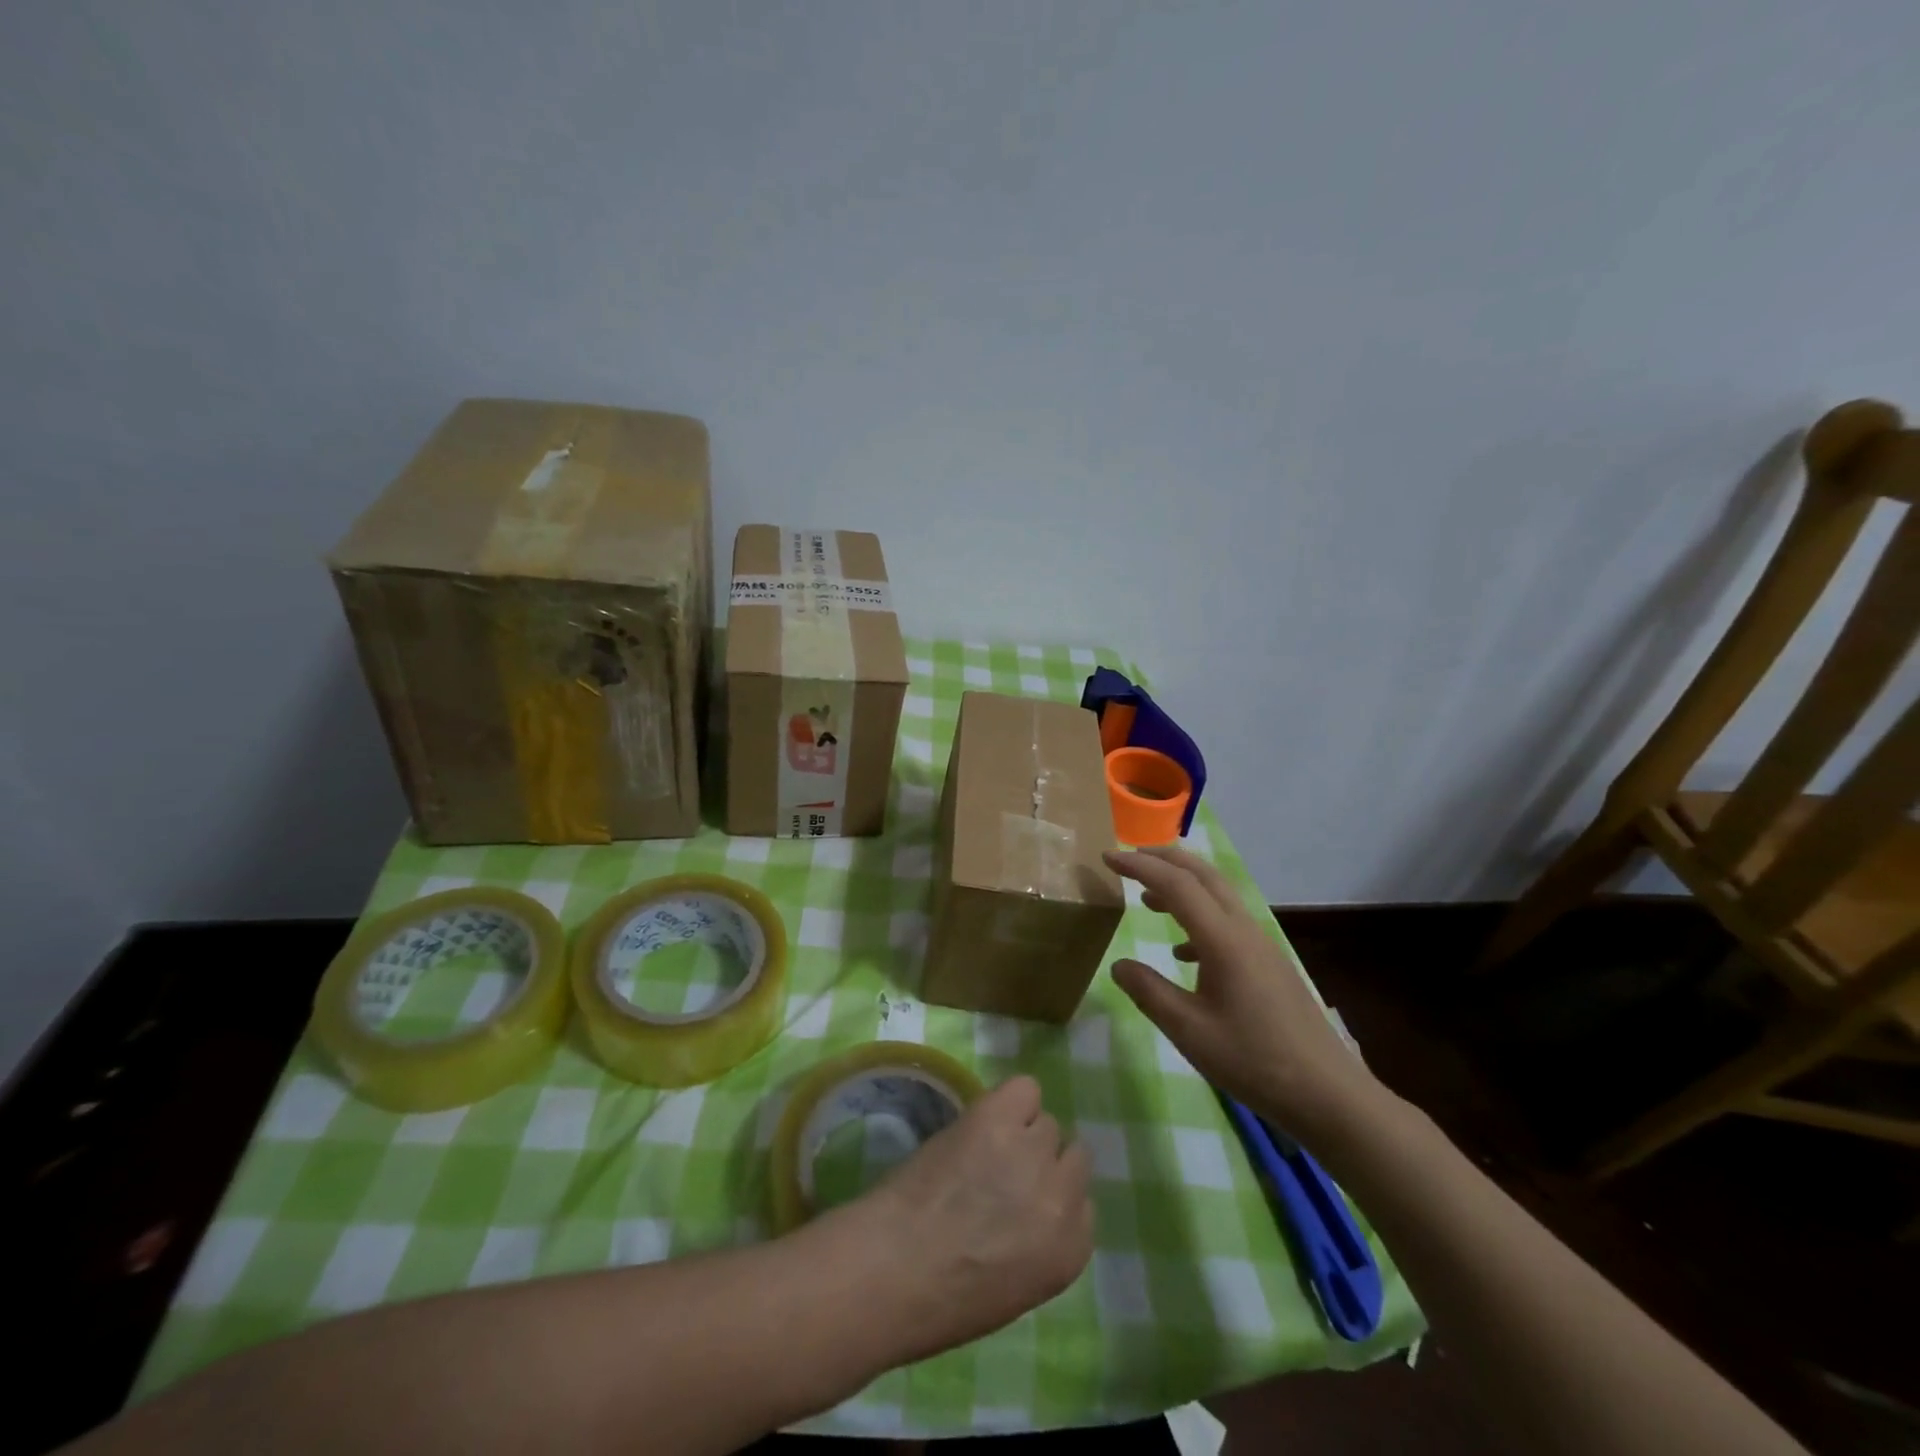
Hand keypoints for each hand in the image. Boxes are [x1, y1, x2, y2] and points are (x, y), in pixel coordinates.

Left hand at [828, 1075, 1091, 1362]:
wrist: (893, 1268)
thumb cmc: (943, 1299)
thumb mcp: (1016, 1287)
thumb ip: (1041, 1241)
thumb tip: (1032, 1205)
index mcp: (1070, 1251)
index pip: (1084, 1204)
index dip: (1051, 1195)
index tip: (1024, 1199)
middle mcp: (1062, 1195)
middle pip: (1071, 1155)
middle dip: (1042, 1161)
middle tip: (1003, 1169)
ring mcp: (1032, 1151)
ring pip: (1046, 1122)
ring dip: (1021, 1132)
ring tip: (985, 1146)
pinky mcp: (999, 1116)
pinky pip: (1026, 1089)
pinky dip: (1010, 1101)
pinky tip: (984, 1119)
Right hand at [1106, 845, 1389, 1146]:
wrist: (1327, 1094)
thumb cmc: (1253, 1061)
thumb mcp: (1188, 1031)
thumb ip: (1149, 992)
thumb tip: (1119, 965)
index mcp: (1223, 939)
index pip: (1176, 884)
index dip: (1139, 866)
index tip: (1107, 858)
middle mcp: (1244, 930)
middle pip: (1203, 874)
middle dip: (1164, 859)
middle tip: (1128, 859)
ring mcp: (1261, 945)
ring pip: (1218, 895)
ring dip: (1182, 885)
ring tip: (1147, 897)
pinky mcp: (1269, 963)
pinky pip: (1228, 921)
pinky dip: (1198, 917)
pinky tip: (1182, 952)